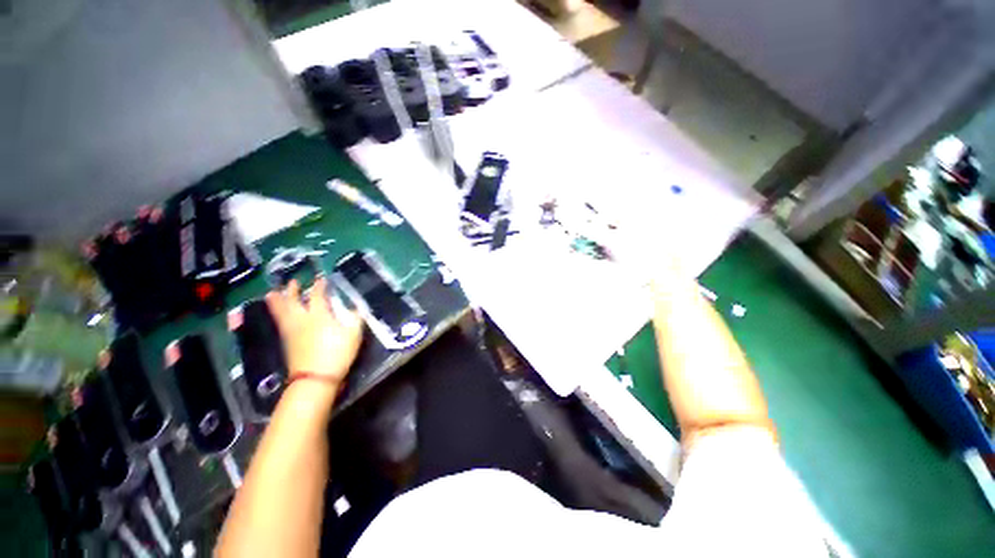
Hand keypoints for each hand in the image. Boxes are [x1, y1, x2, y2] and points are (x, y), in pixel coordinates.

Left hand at [266, 278, 362, 394]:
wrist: (316, 378)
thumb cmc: (338, 352)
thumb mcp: (354, 334)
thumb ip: (355, 318)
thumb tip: (355, 308)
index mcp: (319, 315)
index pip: (317, 296)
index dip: (319, 286)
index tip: (321, 279)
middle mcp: (302, 319)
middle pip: (293, 301)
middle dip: (292, 290)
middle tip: (292, 282)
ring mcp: (291, 331)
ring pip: (281, 312)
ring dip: (278, 301)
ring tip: (272, 293)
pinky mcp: (287, 343)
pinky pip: (280, 323)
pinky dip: (278, 314)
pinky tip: (280, 315)